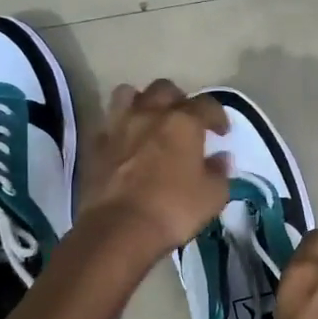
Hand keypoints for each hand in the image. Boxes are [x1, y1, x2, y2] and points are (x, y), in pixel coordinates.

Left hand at [77, 80, 230, 259]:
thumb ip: (219, 173)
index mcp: (183, 122)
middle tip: (185, 121)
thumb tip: (221, 159)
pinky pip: (108, 123)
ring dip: (142, 102)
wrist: (119, 229)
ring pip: (128, 94)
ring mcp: (118, 126)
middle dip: (178, 100)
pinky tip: (125, 143)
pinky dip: (119, 127)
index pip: (206, 104)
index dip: (218, 115)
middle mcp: (149, 114)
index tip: (222, 132)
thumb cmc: (173, 210)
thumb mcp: (212, 196)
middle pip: (165, 89)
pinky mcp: (95, 145)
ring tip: (149, 120)